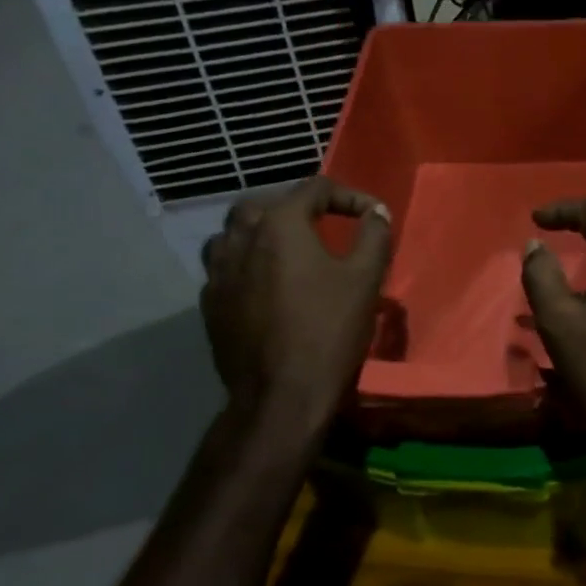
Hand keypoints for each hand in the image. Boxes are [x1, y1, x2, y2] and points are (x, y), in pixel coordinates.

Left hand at [200, 177, 391, 446]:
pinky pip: (224, 267)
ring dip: (261, 231)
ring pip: (233, 233)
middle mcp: (240, 238)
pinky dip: (245, 263)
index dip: (349, 196)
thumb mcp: (365, 278)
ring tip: (287, 248)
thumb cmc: (328, 330)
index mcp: (279, 224)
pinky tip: (265, 283)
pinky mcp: (210, 304)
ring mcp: (218, 272)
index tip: (373, 216)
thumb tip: (376, 213)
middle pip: (263, 203)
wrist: (281, 396)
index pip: (315, 189)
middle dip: (295, 206)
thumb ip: (374, 235)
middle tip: (323, 223)